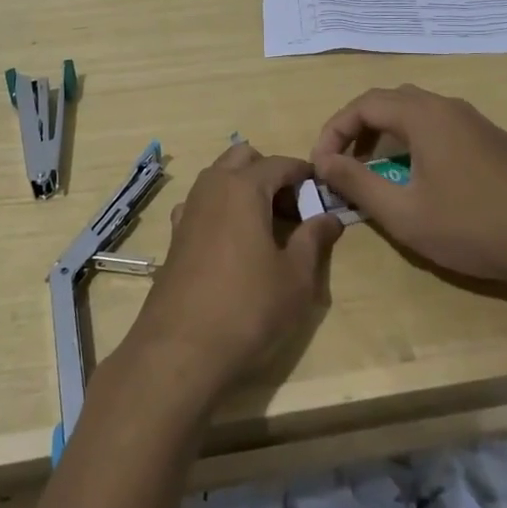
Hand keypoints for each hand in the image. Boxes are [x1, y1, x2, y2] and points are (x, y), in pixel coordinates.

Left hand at [119, 143, 342, 407]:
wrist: (180, 349)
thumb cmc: (248, 308)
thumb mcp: (295, 277)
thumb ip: (314, 239)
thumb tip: (330, 217)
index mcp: (243, 187)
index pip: (280, 163)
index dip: (305, 175)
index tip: (323, 193)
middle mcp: (212, 186)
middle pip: (244, 158)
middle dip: (270, 173)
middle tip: (293, 209)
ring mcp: (189, 209)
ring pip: (219, 177)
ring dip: (244, 187)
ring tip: (267, 226)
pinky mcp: (175, 234)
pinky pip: (203, 203)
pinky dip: (222, 208)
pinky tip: (234, 243)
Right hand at [311, 85, 506, 293]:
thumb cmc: (472, 227)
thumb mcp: (403, 213)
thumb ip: (357, 182)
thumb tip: (323, 161)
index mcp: (424, 115)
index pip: (363, 104)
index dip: (334, 130)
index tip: (321, 164)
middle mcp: (449, 107)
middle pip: (389, 101)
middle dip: (358, 128)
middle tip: (343, 162)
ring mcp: (476, 122)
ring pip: (417, 112)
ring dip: (387, 134)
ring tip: (375, 170)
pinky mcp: (494, 141)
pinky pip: (441, 126)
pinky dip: (414, 140)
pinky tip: (420, 176)